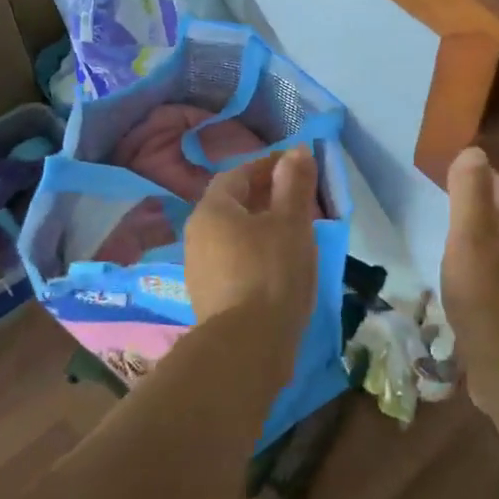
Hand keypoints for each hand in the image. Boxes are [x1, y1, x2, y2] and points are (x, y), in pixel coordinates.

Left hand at [184, 145, 318, 342]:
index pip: (239, 174)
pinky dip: (256, 253)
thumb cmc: (272, 271)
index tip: (298, 166)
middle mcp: (196, 235)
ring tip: (295, 232)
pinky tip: (280, 266)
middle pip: (233, 204)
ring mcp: (199, 269)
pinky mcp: (209, 297)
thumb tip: (296, 152)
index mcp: (212, 210)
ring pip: (234, 234)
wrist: (247, 346)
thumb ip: (294, 183)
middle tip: (301, 199)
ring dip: (262, 226)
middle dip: (267, 196)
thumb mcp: (292, 221)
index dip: (269, 166)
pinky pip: (234, 261)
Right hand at [441, 146, 498, 418]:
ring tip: (457, 256)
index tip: (449, 192)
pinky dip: (493, 275)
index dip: (478, 183)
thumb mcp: (470, 241)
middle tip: (449, 224)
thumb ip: (470, 194)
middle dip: (482, 214)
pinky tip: (474, 291)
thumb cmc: (489, 302)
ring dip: (488, 246)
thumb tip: (473, 152)